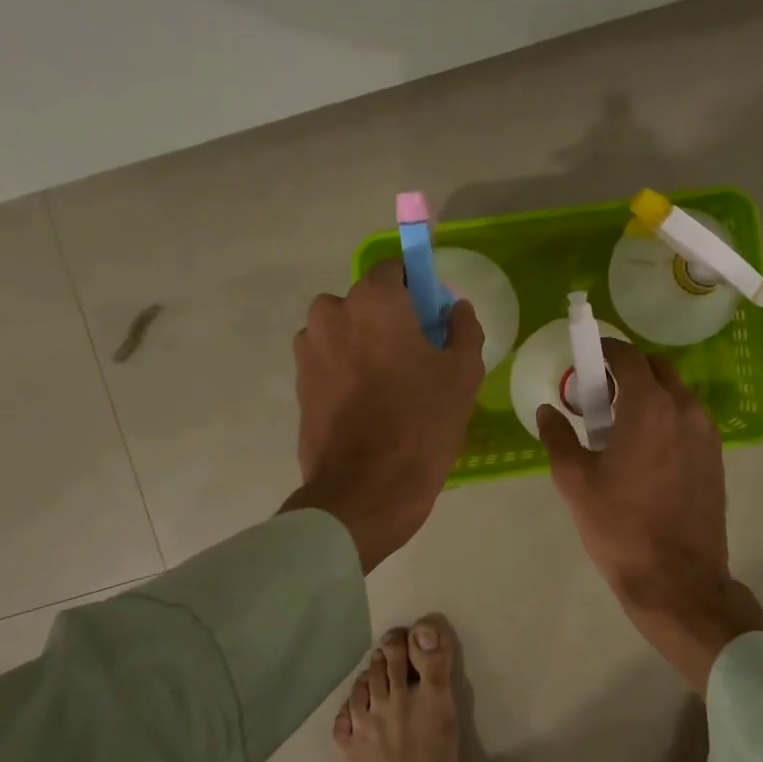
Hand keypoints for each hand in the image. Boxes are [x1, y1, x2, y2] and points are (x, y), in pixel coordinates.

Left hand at [282, 259, 484, 571]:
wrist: (364, 491)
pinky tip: (372, 407)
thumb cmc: (420, 424)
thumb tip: (455, 309)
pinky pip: (331, 363)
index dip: (419, 291)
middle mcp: (331, 314)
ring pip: (346, 333)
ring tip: (393, 388)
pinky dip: (349, 373)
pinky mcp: (298, 384)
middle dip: (391, 320)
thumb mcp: (463, 374)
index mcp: (373, 301)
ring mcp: (308, 350)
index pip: (396, 270)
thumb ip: (464, 329)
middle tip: (419, 359)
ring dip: (367, 346)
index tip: (435, 321)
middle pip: (367, 302)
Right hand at [537, 339, 762, 688]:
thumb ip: (559, 437)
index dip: (604, 350)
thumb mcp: (575, 481)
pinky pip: (689, 420)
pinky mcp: (716, 457)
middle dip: (628, 370)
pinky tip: (646, 449)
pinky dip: (667, 417)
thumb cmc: (620, 527)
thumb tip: (547, 411)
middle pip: (657, 369)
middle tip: (600, 394)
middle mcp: (685, 409)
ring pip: (676, 394)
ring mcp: (707, 433)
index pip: (628, 357)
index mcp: (650, 407)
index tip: (586, 358)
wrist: (677, 579)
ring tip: (621, 425)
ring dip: (649, 394)